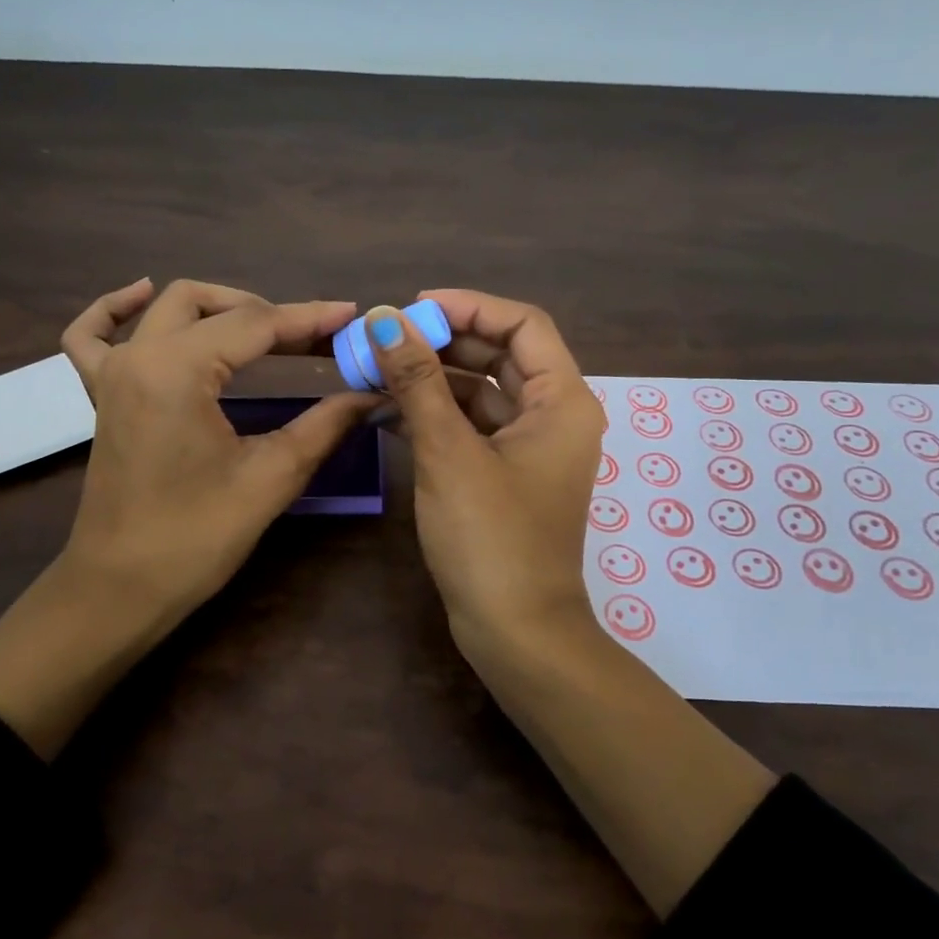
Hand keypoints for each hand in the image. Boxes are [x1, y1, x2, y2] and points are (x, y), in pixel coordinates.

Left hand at [0, 278, 375, 755]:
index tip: (353, 317)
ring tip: (263, 325)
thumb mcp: (270, 479)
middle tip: (317, 339)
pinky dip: (114, 309)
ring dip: (217, 306)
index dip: (310, 319)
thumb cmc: (195, 538)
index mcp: (177, 371)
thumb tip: (371, 393)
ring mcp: (113, 373)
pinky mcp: (101, 397)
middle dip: (270, 313)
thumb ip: (324, 425)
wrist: (120, 589)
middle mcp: (139, 356)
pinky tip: (140, 294)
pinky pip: (93, 335)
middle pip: (212, 306)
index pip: (255, 325)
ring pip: (165, 309)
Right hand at [365, 291, 601, 661]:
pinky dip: (436, 414)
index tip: (413, 310)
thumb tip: (384, 319)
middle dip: (444, 342)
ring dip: (433, 378)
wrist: (516, 631)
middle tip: (386, 339)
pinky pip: (472, 427)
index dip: (470, 307)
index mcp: (562, 401)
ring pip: (481, 392)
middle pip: (500, 355)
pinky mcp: (505, 475)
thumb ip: (418, 381)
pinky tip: (389, 410)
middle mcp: (553, 416)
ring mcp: (530, 448)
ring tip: (377, 370)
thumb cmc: (491, 538)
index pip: (522, 324)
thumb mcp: (449, 453)